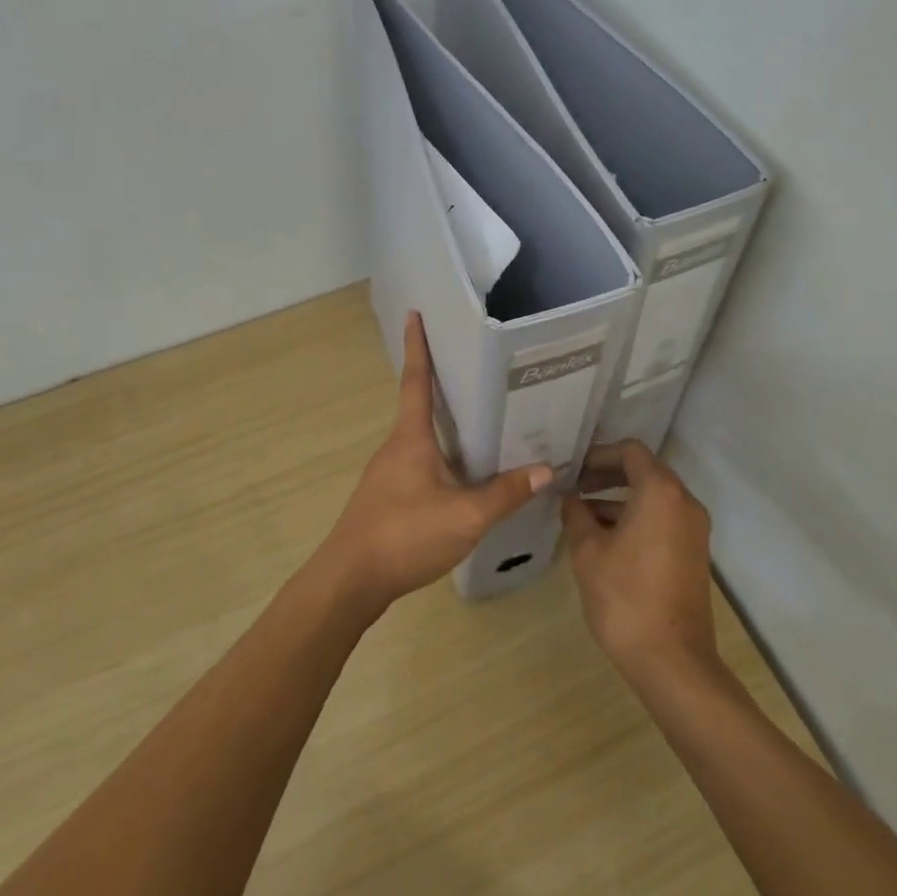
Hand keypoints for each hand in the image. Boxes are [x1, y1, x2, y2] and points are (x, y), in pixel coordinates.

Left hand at [318, 312, 554, 614]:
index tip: (414, 314)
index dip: (417, 346)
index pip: (415, 380)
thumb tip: (546, 469)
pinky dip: (439, 454)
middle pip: (418, 405)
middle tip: (470, 365)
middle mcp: (395, 447)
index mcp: (410, 438)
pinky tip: (461, 474)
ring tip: (477, 419)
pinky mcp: (386, 498)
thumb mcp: (464, 516)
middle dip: (438, 382)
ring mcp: (387, 474)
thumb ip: (505, 494)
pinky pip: (418, 463)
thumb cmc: (404, 535)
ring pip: (419, 438)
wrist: (350, 581)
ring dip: (442, 423)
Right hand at [561, 440, 718, 683]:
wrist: (672, 661)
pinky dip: (635, 518)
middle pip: (644, 471)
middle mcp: (683, 502)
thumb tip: (570, 498)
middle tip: (573, 487)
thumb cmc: (625, 597)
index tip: (572, 469)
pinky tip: (604, 539)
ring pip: (653, 497)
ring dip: (618, 499)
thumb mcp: (587, 551)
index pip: (630, 451)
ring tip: (580, 515)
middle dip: (607, 475)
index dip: (598, 454)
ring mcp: (693, 529)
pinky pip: (662, 520)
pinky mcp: (693, 553)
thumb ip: (576, 514)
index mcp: (660, 492)